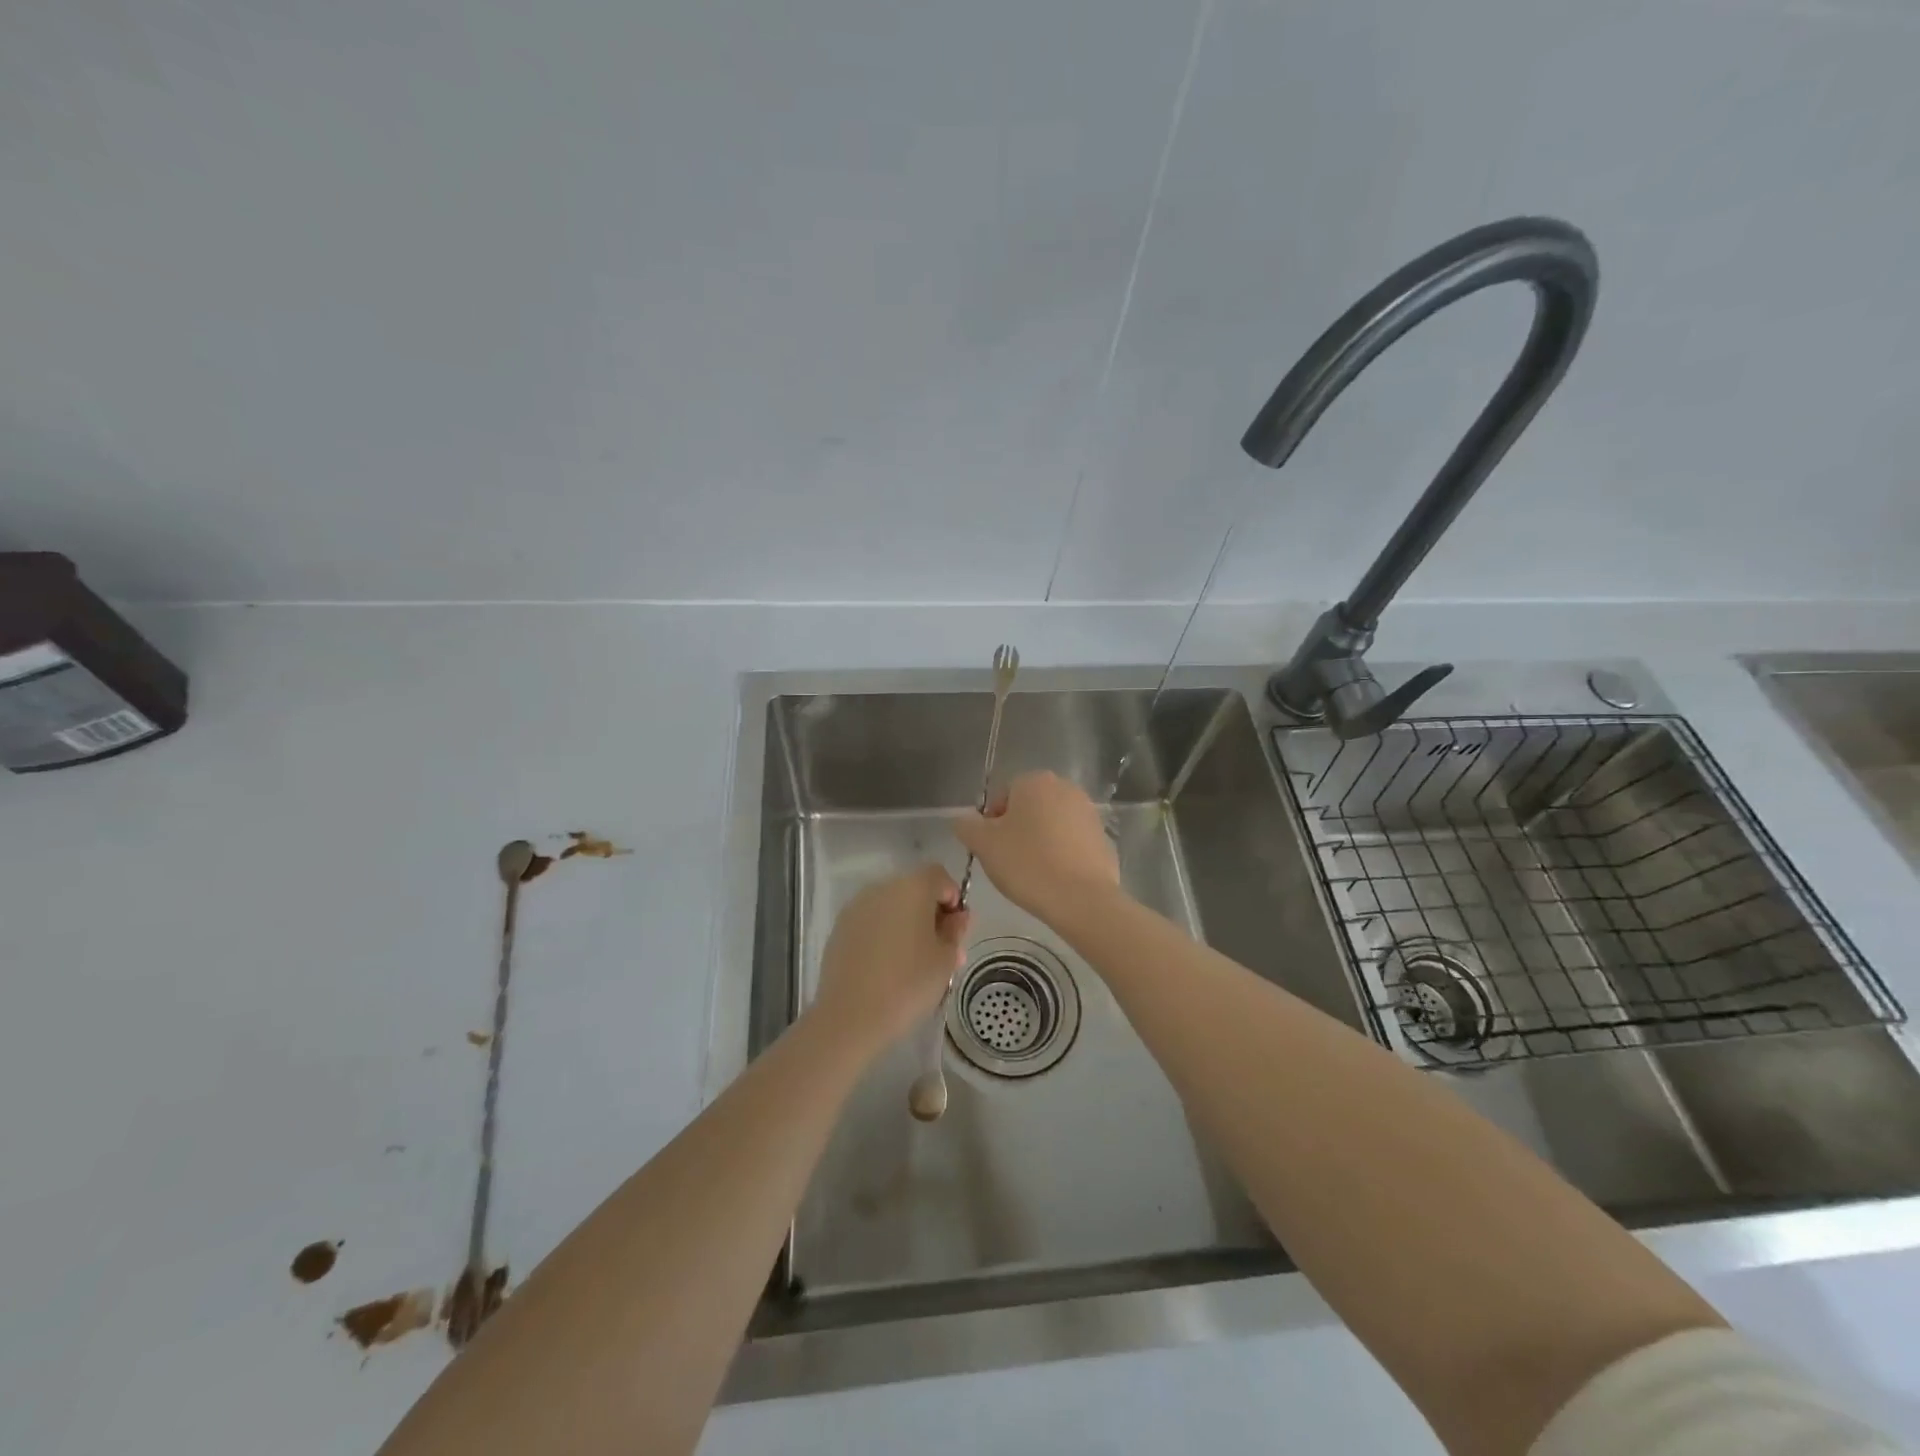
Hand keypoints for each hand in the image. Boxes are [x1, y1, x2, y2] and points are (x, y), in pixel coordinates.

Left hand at [812, 864, 969, 1056]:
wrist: (851, 1015)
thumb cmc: (908, 983)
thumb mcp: (946, 959)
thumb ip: (955, 931)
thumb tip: (957, 917)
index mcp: (912, 887)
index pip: (939, 876)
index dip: (952, 898)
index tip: (955, 929)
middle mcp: (882, 888)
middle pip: (913, 889)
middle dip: (929, 912)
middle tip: (940, 949)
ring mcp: (856, 907)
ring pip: (890, 906)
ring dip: (905, 923)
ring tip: (913, 962)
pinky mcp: (840, 928)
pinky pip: (871, 922)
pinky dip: (883, 935)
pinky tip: (886, 966)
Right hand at [953, 771, 1120, 920]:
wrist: (1082, 899)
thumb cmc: (1027, 864)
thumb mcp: (983, 845)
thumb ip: (966, 826)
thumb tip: (963, 821)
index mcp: (1034, 781)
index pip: (1002, 795)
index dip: (992, 822)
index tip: (992, 848)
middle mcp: (1065, 787)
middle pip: (1029, 807)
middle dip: (1018, 829)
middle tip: (1010, 861)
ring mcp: (1088, 812)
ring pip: (1052, 824)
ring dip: (1041, 841)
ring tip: (1033, 872)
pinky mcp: (1103, 837)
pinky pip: (1072, 842)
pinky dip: (1062, 854)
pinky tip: (1057, 878)